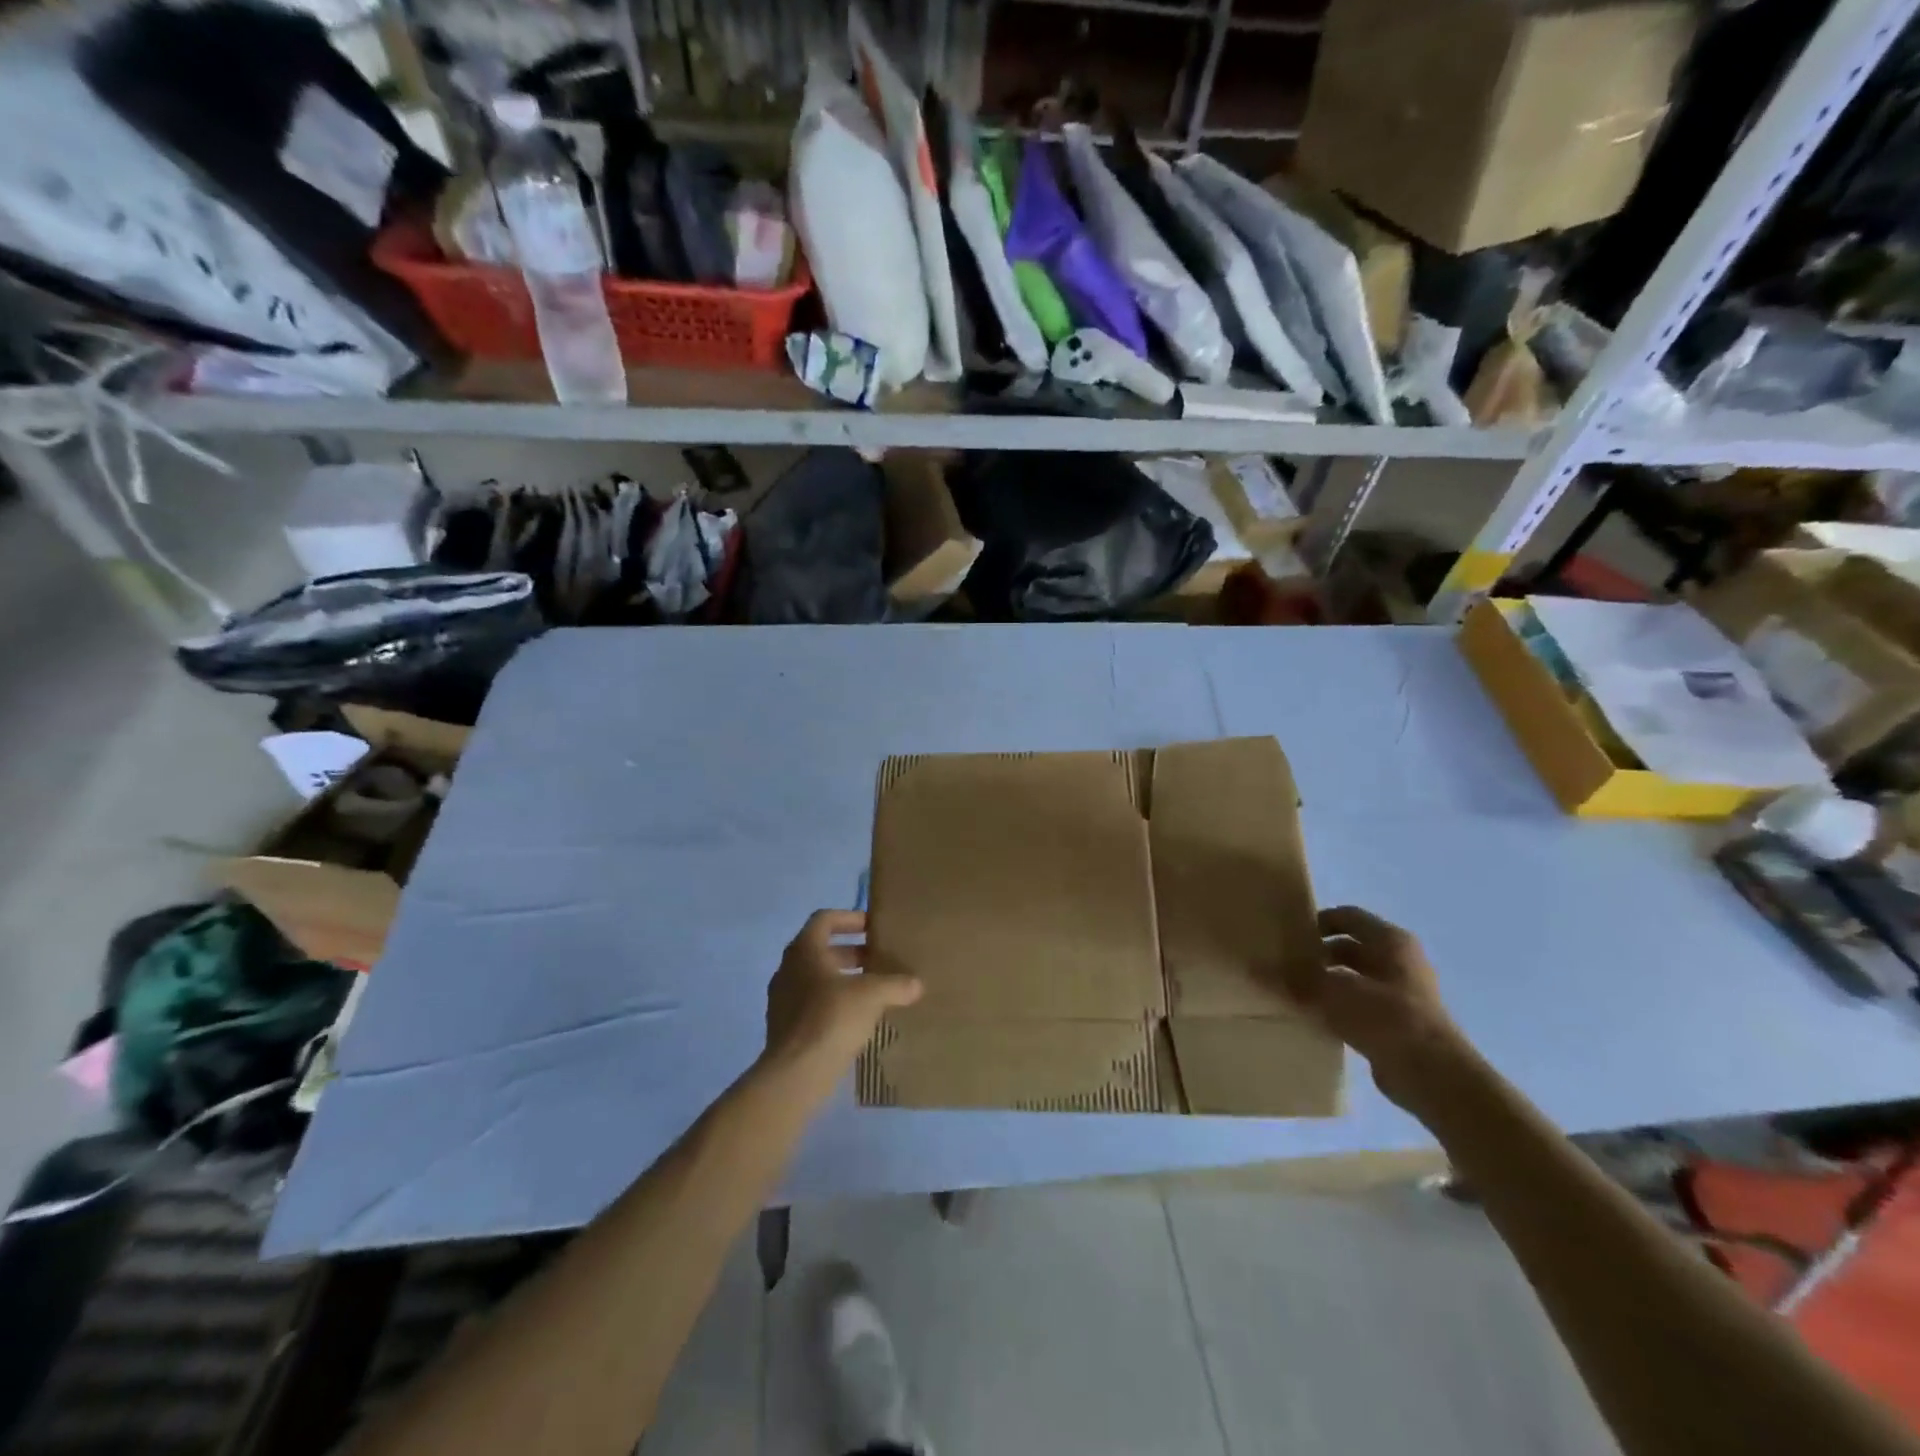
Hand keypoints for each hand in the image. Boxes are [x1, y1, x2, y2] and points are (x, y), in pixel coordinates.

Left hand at [763, 910, 922, 1080]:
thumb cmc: (831, 1018)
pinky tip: (858, 1020)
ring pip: (817, 979)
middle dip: (852, 952)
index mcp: (804, 950)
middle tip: (880, 960)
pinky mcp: (785, 1028)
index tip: (873, 927)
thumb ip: (896, 984)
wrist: (796, 1073)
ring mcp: (783, 1000)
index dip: (850, 918)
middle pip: (822, 950)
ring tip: (873, 991)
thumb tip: (916, 984)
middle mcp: (788, 969)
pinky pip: (812, 1005)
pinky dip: (835, 1004)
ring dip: (844, 979)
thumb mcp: (872, 995)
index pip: (825, 919)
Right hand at [1292, 906, 1475, 1114]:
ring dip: (1327, 982)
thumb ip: (1294, 979)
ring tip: (1293, 992)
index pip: (1347, 917)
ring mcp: (1403, 994)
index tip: (1288, 934)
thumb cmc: (1386, 1017)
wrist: (1433, 1075)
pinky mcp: (1400, 1024)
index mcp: (1390, 941)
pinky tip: (1315, 1018)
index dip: (1317, 921)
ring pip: (1355, 977)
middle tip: (1285, 964)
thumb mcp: (1331, 992)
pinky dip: (1339, 1007)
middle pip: (1350, 947)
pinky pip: (1361, 1005)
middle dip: (1318, 954)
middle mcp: (1400, 961)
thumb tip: (1254, 967)